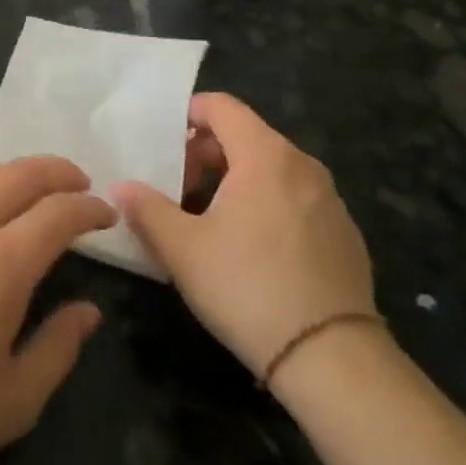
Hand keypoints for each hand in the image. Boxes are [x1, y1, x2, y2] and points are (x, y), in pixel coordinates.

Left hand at [0, 157, 113, 464]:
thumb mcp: (14, 402)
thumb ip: (58, 348)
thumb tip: (88, 310)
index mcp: (1, 266)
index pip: (58, 213)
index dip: (89, 208)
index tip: (107, 215)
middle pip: (20, 176)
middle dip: (58, 172)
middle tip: (80, 184)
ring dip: (12, 171)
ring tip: (30, 187)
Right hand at [111, 94, 374, 392]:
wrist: (331, 358)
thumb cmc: (247, 287)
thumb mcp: (182, 249)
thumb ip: (146, 209)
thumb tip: (121, 188)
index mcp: (265, 156)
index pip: (222, 106)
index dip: (188, 114)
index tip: (163, 144)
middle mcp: (302, 166)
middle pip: (246, 136)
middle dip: (206, 153)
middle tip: (177, 189)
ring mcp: (329, 200)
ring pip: (271, 169)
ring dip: (235, 180)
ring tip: (209, 220)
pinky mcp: (344, 233)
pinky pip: (295, 198)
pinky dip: (266, 204)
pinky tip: (251, 249)